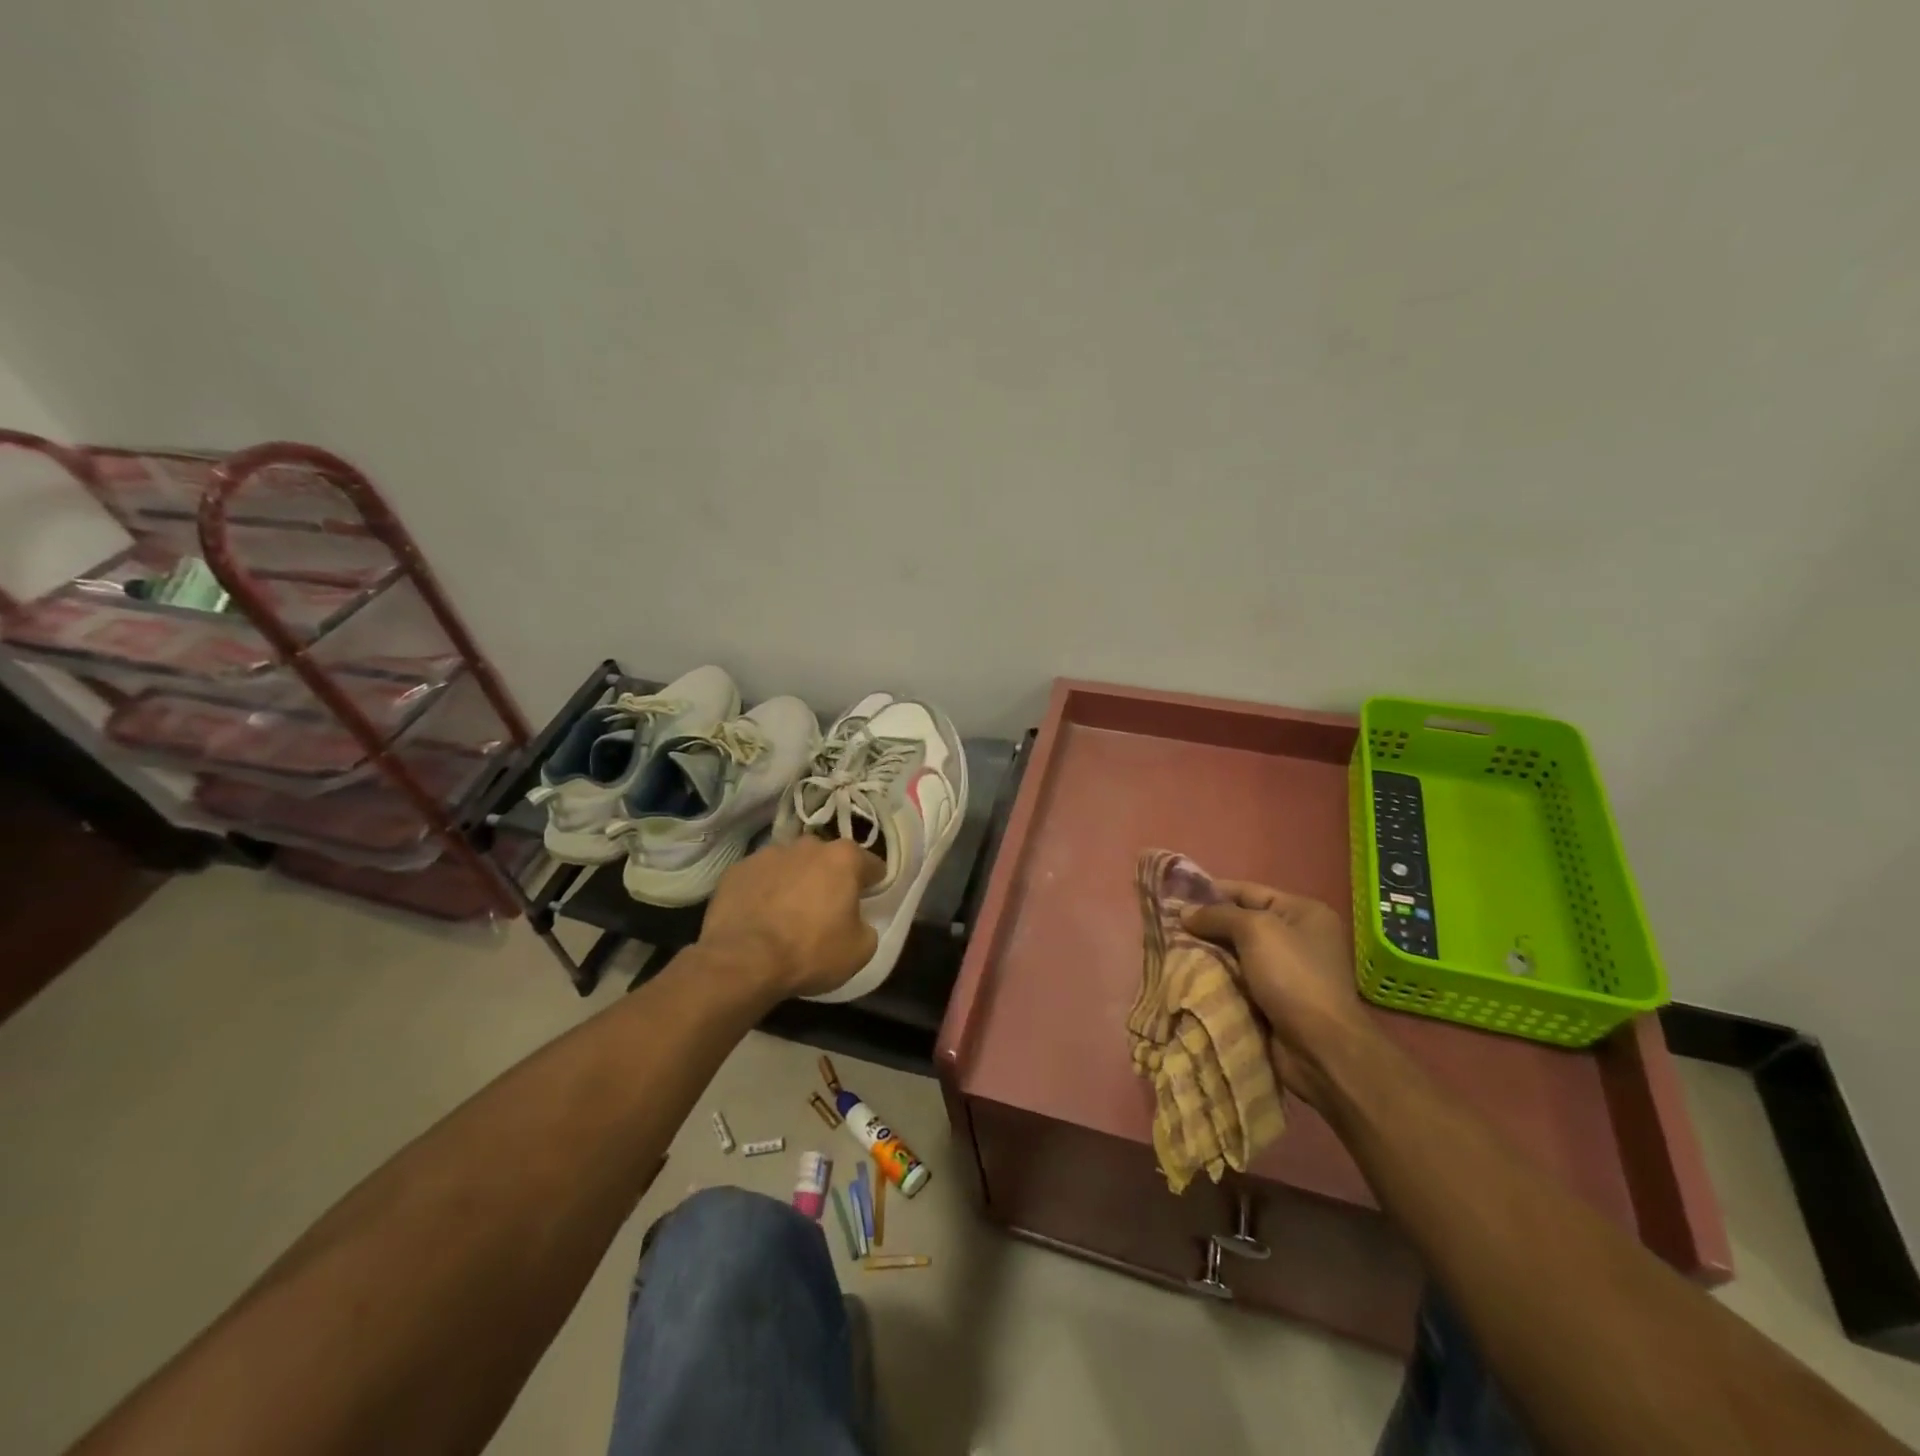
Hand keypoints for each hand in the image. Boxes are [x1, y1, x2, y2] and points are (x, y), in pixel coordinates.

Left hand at [699, 838, 883, 997]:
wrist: (742, 961)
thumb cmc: (810, 952)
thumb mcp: (859, 950)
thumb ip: (866, 927)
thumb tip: (856, 921)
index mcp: (843, 858)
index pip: (871, 864)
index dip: (873, 883)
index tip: (869, 899)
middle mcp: (807, 846)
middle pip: (828, 859)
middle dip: (830, 878)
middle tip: (827, 909)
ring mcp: (768, 854)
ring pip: (792, 865)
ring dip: (796, 881)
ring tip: (788, 913)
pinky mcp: (737, 869)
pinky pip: (760, 878)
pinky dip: (764, 891)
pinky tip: (760, 917)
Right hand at [1182, 882, 1377, 1107]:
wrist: (1319, 1048)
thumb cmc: (1293, 977)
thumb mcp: (1256, 931)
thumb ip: (1218, 915)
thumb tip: (1185, 912)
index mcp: (1303, 912)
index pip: (1248, 891)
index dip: (1211, 891)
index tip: (1174, 896)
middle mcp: (1297, 937)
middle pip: (1240, 922)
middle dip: (1206, 925)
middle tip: (1167, 925)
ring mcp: (1286, 971)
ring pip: (1235, 953)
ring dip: (1207, 953)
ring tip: (1169, 948)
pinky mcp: (1273, 1000)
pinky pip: (1237, 979)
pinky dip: (1216, 977)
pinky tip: (1187, 974)